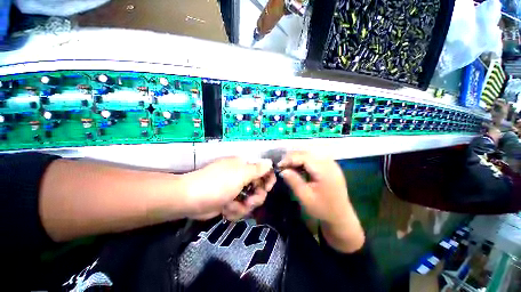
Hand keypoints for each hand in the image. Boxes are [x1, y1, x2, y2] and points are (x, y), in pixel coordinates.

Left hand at [182, 157, 275, 220]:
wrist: (191, 199)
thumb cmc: (218, 183)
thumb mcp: (241, 174)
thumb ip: (258, 169)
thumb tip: (270, 162)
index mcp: (244, 166)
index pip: (263, 170)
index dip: (268, 179)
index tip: (267, 188)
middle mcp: (242, 176)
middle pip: (259, 188)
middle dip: (256, 197)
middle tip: (249, 201)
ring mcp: (236, 190)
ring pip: (251, 200)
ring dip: (244, 206)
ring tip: (232, 206)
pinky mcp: (230, 201)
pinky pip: (241, 208)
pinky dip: (235, 211)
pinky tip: (226, 210)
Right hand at [278, 151, 363, 252]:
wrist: (341, 217)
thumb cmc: (322, 209)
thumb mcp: (305, 197)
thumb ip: (294, 181)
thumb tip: (283, 170)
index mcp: (324, 171)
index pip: (304, 157)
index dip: (290, 159)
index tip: (279, 165)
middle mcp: (329, 164)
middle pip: (308, 153)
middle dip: (293, 157)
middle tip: (282, 164)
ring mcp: (331, 164)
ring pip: (311, 154)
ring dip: (298, 157)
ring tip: (288, 165)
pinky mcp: (331, 166)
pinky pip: (315, 158)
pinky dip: (305, 160)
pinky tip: (299, 166)